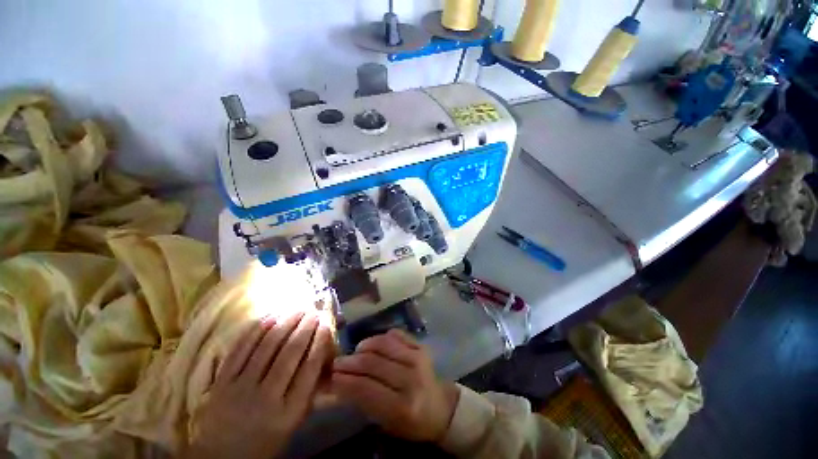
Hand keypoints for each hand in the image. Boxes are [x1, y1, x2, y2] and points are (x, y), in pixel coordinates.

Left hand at [184, 312, 332, 458]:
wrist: (222, 458)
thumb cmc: (267, 439)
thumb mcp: (294, 421)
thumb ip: (309, 388)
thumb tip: (321, 353)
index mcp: (289, 411)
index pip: (310, 368)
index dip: (319, 341)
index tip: (326, 323)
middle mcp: (266, 398)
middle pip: (290, 353)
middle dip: (305, 327)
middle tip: (313, 311)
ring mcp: (240, 389)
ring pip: (266, 347)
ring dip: (285, 323)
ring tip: (297, 309)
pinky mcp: (220, 383)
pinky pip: (241, 350)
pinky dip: (257, 330)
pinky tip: (270, 317)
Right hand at [331, 329, 458, 442]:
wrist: (440, 407)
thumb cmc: (411, 422)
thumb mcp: (385, 422)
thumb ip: (363, 401)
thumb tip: (339, 382)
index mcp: (403, 406)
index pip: (366, 388)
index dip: (345, 380)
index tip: (331, 376)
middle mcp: (411, 379)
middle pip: (372, 363)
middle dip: (350, 362)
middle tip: (338, 362)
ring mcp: (418, 358)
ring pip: (382, 343)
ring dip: (364, 346)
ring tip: (355, 352)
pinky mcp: (421, 345)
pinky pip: (395, 334)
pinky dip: (381, 337)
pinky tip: (374, 345)